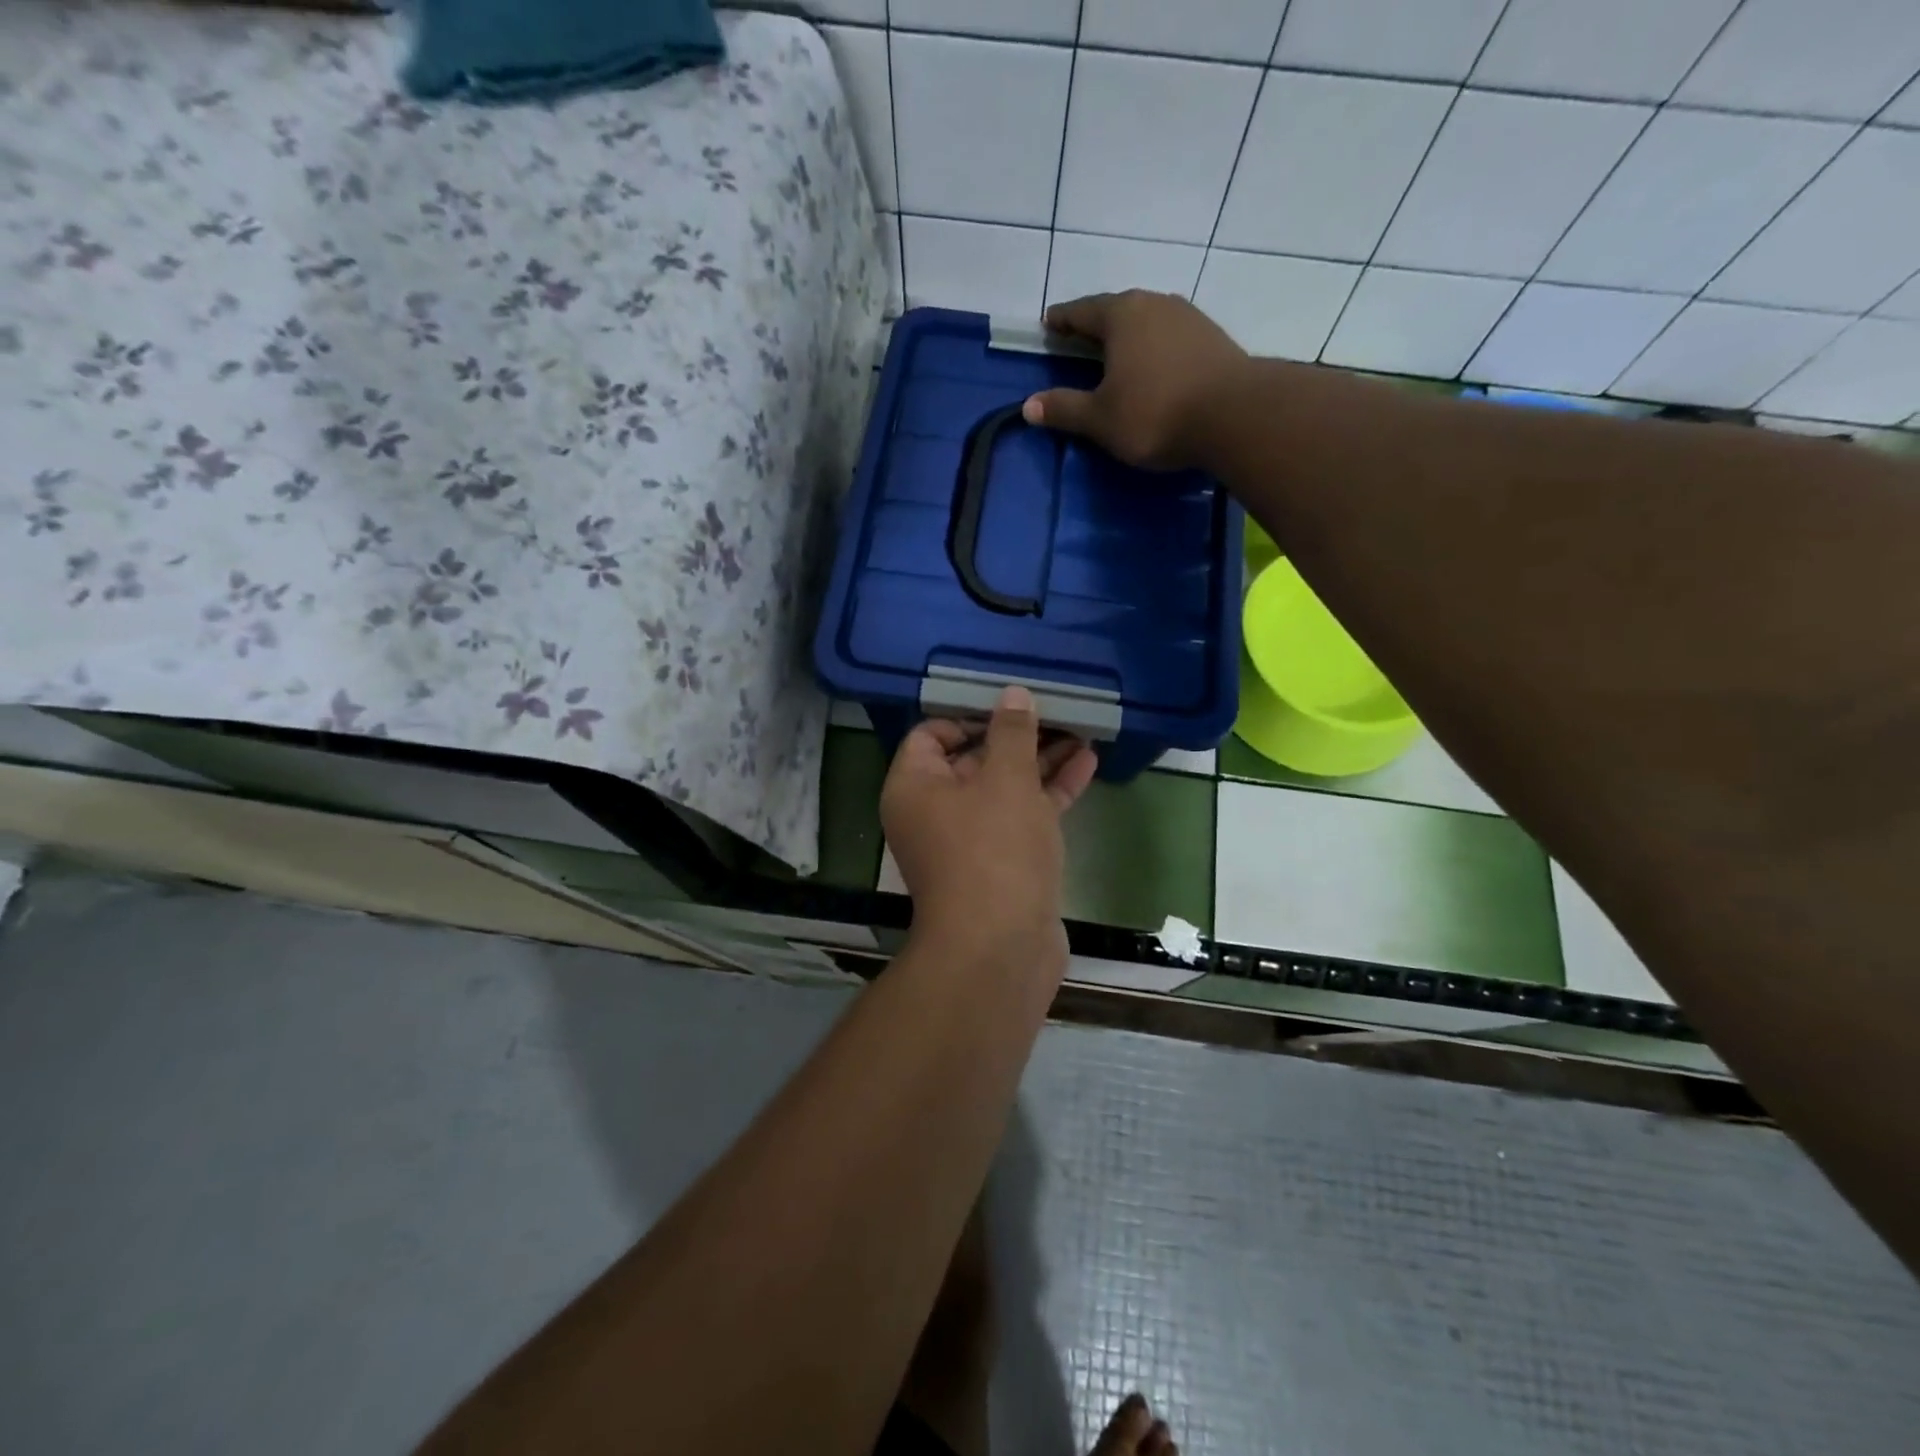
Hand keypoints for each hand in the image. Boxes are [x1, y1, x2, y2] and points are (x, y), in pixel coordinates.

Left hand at [880, 686, 1097, 971]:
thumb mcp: (1006, 779)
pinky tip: (1087, 764)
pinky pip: (1022, 816)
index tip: (1009, 705)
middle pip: (972, 759)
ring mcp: (969, 841)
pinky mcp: (1002, 864)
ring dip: (1040, 761)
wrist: (1001, 949)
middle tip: (1055, 710)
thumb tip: (1013, 694)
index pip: (931, 735)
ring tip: (1081, 730)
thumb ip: (1012, 733)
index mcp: (914, 787)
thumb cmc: (994, 850)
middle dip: (1015, 736)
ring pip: (1004, 788)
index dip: (969, 715)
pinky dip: (1049, 793)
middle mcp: (934, 812)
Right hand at [1021, 290, 1249, 471]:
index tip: (1048, 323)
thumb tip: (1028, 407)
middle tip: (1079, 338)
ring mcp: (1188, 317)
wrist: (1234, 415)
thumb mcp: (1100, 418)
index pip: (1081, 311)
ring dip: (1129, 335)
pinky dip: (1155, 347)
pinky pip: (1171, 337)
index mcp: (1121, 314)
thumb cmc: (1155, 413)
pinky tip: (1154, 365)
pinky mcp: (1212, 337)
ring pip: (1147, 320)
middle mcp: (1154, 303)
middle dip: (1096, 324)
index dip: (1062, 320)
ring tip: (1118, 353)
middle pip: (1116, 310)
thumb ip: (1064, 409)